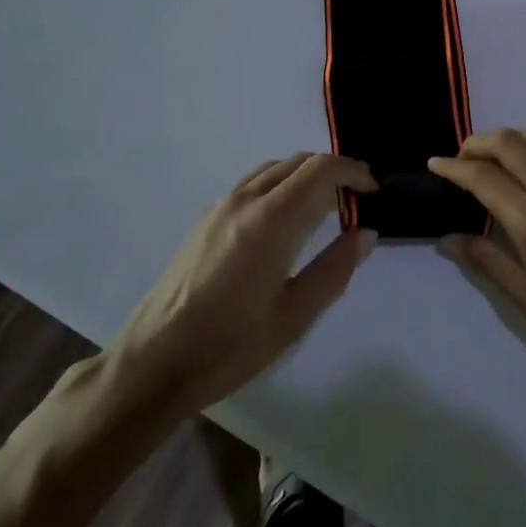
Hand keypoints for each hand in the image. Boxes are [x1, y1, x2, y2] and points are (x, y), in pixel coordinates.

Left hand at [104, 153, 377, 416]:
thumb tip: (366, 233)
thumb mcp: (293, 316)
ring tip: (325, 206)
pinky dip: (280, 184)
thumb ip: (334, 269)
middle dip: (333, 171)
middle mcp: (245, 201)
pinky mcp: (206, 220)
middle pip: (298, 162)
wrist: (153, 364)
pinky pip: (253, 183)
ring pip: (274, 169)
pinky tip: (285, 220)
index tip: (373, 191)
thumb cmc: (229, 346)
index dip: (353, 171)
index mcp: (271, 220)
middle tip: (356, 199)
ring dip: (305, 175)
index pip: (321, 170)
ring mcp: (221, 207)